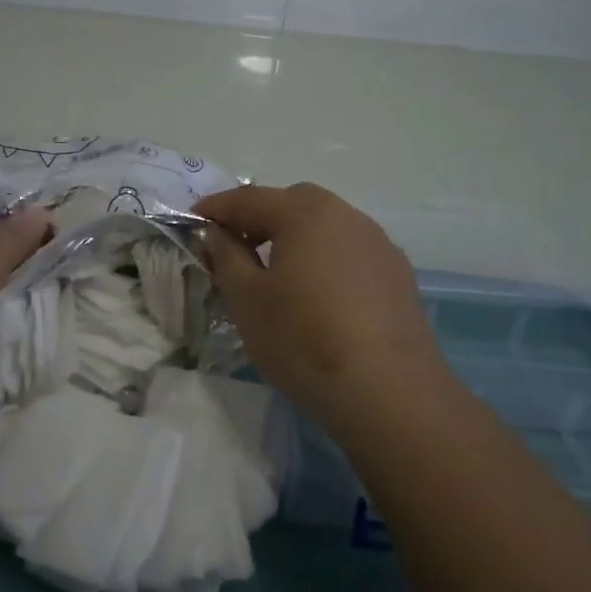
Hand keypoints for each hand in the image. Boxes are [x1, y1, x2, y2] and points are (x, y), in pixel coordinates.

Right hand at [198, 183, 448, 436]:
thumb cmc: (304, 340)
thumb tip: (219, 233)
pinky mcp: (398, 274)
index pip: (248, 198)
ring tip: (277, 274)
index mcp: (303, 213)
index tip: (192, 221)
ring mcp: (378, 243)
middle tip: (235, 247)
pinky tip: (320, 296)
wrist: (391, 393)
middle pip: (292, 204)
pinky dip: (325, 260)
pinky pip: (349, 252)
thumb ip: (226, 256)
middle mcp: (345, 215)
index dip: (215, 209)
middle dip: (259, 218)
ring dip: (295, 238)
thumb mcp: (247, 300)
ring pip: (325, 227)